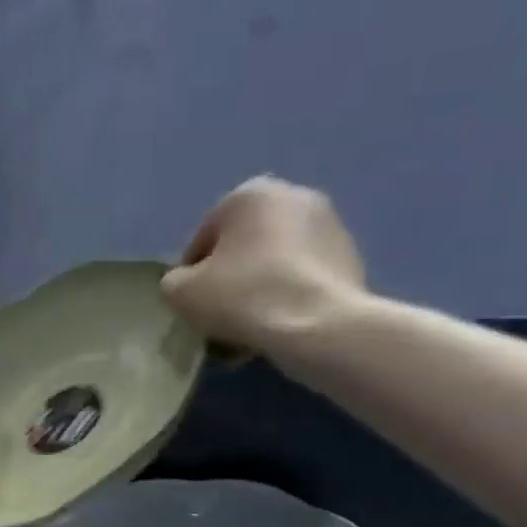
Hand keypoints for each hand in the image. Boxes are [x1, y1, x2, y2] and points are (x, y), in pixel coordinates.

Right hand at [162, 177, 367, 356]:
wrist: (320, 326)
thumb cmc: (243, 296)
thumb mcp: (180, 292)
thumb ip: (174, 281)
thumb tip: (187, 284)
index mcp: (249, 194)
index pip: (203, 241)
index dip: (190, 278)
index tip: (192, 308)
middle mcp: (294, 197)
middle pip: (242, 249)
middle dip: (228, 282)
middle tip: (219, 319)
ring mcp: (330, 226)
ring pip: (274, 265)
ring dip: (258, 292)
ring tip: (248, 332)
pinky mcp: (352, 258)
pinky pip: (303, 279)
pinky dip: (288, 299)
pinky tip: (278, 330)